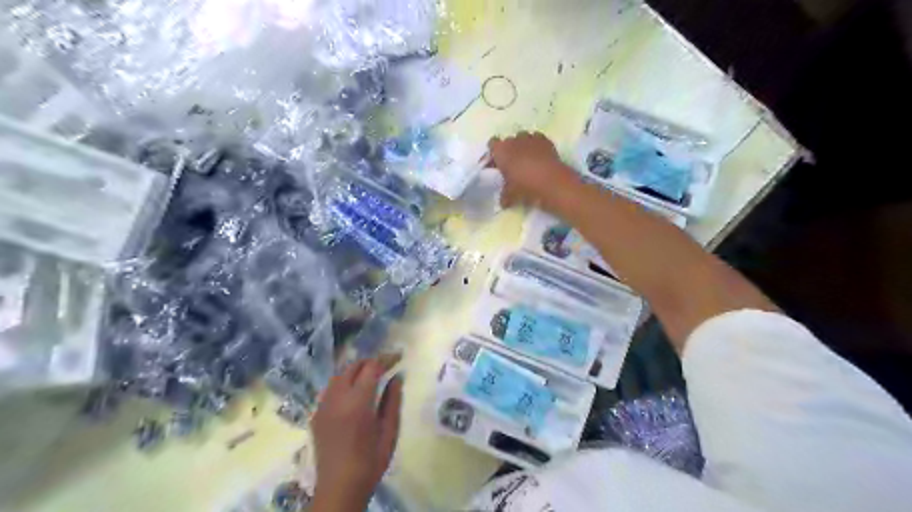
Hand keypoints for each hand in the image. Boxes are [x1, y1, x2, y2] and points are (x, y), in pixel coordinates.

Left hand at [312, 356, 400, 511]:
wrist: (339, 488)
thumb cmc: (370, 461)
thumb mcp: (389, 431)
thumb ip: (392, 400)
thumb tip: (397, 377)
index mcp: (357, 402)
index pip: (371, 367)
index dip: (386, 358)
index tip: (399, 356)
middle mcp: (337, 398)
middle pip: (353, 367)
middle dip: (370, 362)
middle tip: (387, 365)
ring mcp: (323, 406)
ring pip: (339, 375)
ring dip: (356, 370)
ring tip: (371, 375)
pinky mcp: (317, 415)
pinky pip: (330, 388)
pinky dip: (344, 382)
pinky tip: (354, 392)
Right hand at [487, 133, 579, 211]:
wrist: (550, 181)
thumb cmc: (524, 186)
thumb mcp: (510, 195)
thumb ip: (504, 196)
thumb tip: (503, 202)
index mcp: (500, 151)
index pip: (492, 144)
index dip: (494, 154)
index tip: (496, 165)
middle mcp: (514, 140)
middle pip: (508, 141)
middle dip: (509, 151)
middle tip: (511, 165)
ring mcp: (530, 137)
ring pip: (523, 138)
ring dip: (523, 147)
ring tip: (527, 161)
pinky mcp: (545, 140)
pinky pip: (537, 140)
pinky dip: (537, 147)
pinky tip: (540, 158)